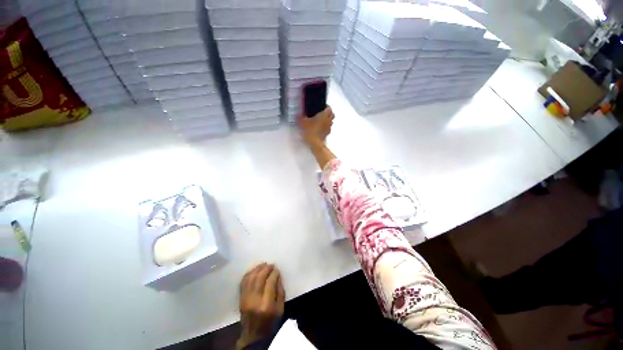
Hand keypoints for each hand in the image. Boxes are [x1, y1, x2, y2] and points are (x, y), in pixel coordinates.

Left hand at [236, 263, 284, 349]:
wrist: (253, 336)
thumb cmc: (270, 322)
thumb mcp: (280, 309)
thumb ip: (280, 292)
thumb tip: (278, 276)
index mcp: (266, 304)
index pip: (270, 282)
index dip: (274, 273)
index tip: (277, 269)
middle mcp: (254, 300)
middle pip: (259, 278)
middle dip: (266, 268)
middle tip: (271, 264)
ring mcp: (245, 299)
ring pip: (251, 278)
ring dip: (257, 269)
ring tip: (264, 264)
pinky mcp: (241, 299)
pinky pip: (243, 282)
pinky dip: (249, 274)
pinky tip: (254, 270)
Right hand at [297, 106, 333, 147]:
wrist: (315, 143)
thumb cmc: (311, 130)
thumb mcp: (303, 122)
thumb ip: (300, 117)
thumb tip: (297, 114)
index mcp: (324, 115)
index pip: (329, 108)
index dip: (326, 107)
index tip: (322, 107)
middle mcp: (328, 120)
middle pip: (332, 115)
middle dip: (328, 114)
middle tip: (322, 114)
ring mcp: (328, 128)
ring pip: (330, 122)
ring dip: (327, 121)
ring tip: (320, 121)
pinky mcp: (327, 134)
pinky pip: (327, 129)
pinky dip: (325, 128)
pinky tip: (319, 129)